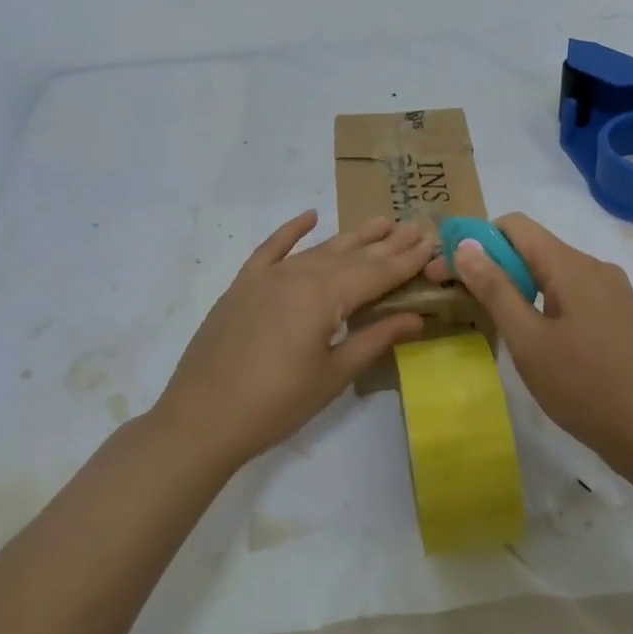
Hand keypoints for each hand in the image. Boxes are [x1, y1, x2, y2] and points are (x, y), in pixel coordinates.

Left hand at [154, 210, 433, 467]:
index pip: (375, 273)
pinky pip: (271, 249)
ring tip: (380, 222)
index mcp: (323, 297)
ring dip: (351, 237)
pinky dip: (291, 231)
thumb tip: (416, 317)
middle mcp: (298, 276)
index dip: (405, 260)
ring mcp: (267, 277)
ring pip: (318, 250)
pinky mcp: (243, 285)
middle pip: (351, 256)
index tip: (430, 242)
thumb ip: (374, 339)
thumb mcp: (333, 375)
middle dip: (386, 243)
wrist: (202, 418)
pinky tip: (310, 216)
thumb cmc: (276, 404)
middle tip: (415, 225)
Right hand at [434, 213, 632, 464]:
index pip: (515, 225)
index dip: (477, 240)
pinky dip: (542, 300)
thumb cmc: (585, 387)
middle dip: (492, 265)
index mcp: (571, 265)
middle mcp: (594, 266)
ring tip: (491, 318)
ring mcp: (611, 290)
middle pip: (533, 247)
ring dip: (516, 285)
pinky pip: (571, 291)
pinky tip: (532, 334)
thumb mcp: (528, 340)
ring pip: (551, 271)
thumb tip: (466, 245)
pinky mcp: (618, 314)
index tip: (449, 270)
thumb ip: (495, 289)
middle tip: (458, 297)